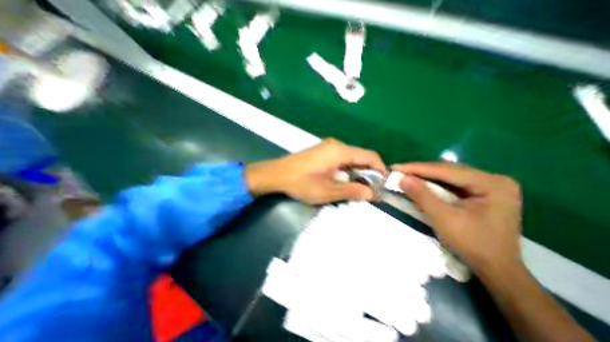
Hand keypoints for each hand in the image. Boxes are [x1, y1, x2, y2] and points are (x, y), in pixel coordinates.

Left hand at [244, 137, 381, 203]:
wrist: (276, 174)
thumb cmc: (301, 183)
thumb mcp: (327, 191)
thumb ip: (351, 191)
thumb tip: (372, 193)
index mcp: (340, 151)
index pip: (370, 156)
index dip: (380, 169)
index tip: (382, 184)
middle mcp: (336, 145)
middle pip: (360, 156)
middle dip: (367, 173)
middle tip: (368, 190)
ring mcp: (327, 146)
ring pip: (350, 158)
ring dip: (356, 172)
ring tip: (354, 187)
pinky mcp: (322, 151)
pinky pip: (340, 158)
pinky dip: (346, 169)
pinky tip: (340, 180)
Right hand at [394, 161, 521, 270]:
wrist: (496, 268)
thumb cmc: (473, 244)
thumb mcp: (443, 218)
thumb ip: (422, 195)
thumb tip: (402, 178)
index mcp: (491, 183)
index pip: (446, 170)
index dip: (417, 168)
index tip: (395, 167)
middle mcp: (492, 179)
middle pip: (447, 170)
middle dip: (420, 172)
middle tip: (398, 172)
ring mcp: (488, 186)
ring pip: (447, 176)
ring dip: (425, 178)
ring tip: (406, 177)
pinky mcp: (480, 193)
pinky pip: (451, 184)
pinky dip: (433, 186)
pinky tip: (420, 187)